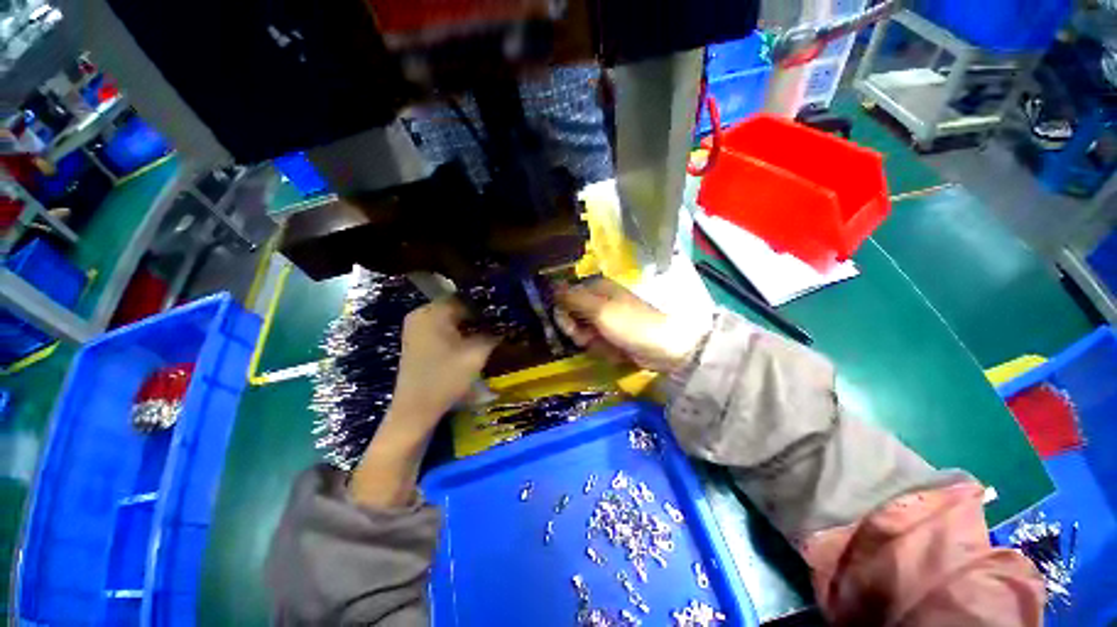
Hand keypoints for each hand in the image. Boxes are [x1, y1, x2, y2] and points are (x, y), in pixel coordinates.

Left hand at [350, 299, 496, 508]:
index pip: (465, 297)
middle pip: (458, 306)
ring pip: (451, 317)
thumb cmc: (445, 379)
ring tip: (492, 330)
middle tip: (501, 321)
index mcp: (432, 313)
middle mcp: (421, 314)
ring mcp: (417, 327)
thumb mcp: (476, 354)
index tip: (504, 311)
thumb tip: (508, 323)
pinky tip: (474, 340)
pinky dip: (459, 331)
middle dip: (480, 314)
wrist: (415, 410)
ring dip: (470, 323)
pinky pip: (443, 327)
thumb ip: (493, 334)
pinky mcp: (418, 340)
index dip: (486, 304)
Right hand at [554, 278, 707, 372]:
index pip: (566, 298)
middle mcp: (600, 301)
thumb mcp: (599, 310)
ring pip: (584, 334)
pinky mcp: (613, 336)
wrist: (664, 348)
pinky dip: (604, 350)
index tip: (572, 326)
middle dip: (580, 332)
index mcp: (597, 288)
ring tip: (609, 345)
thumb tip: (552, 285)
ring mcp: (607, 320)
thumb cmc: (631, 324)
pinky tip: (617, 352)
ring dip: (593, 344)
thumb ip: (573, 298)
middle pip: (573, 318)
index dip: (565, 314)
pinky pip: (597, 344)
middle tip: (592, 337)